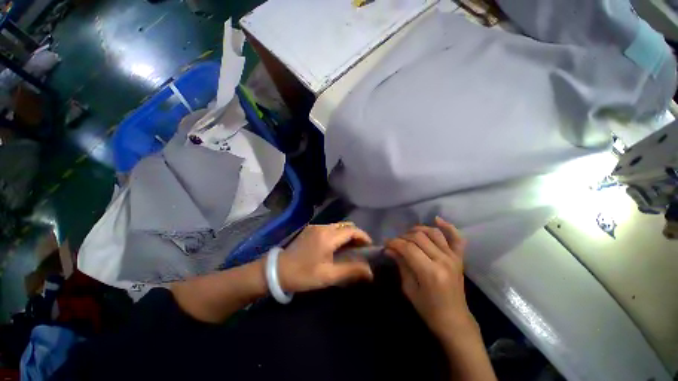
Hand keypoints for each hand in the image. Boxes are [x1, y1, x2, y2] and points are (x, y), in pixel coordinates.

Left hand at [277, 223, 373, 292]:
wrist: (276, 271)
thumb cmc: (303, 275)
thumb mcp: (328, 276)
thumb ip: (351, 271)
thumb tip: (370, 272)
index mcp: (328, 237)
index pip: (352, 230)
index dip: (363, 237)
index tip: (370, 247)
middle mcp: (323, 227)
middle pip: (346, 226)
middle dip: (356, 235)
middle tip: (361, 249)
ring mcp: (315, 227)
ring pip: (338, 226)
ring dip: (347, 235)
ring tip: (350, 249)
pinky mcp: (310, 230)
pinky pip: (329, 228)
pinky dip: (337, 235)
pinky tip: (336, 247)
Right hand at [386, 217, 473, 337]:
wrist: (454, 320)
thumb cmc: (428, 309)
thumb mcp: (409, 289)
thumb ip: (401, 265)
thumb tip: (389, 249)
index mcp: (430, 272)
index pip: (408, 248)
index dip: (394, 243)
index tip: (386, 244)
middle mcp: (443, 260)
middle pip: (419, 237)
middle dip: (403, 236)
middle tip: (395, 242)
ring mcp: (453, 257)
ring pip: (433, 233)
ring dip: (418, 230)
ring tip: (408, 235)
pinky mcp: (459, 258)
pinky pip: (456, 238)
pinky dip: (448, 227)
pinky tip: (436, 219)